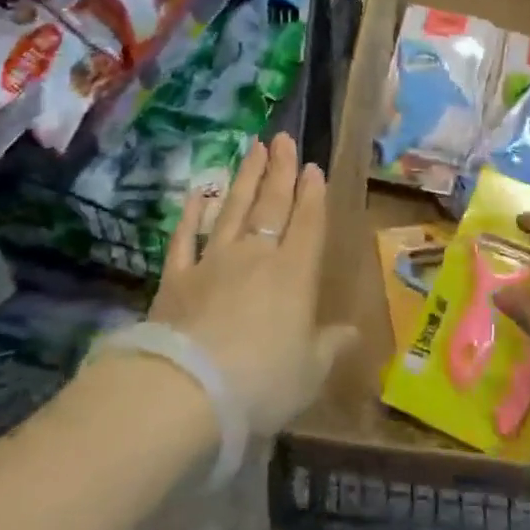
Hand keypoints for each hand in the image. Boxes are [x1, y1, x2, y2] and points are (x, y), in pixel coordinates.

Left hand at [145, 134, 355, 435]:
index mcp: (295, 274)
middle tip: (283, 139)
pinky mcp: (176, 278)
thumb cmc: (262, 382)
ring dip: (244, 178)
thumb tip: (353, 332)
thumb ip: (331, 346)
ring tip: (252, 149)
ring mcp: (213, 263)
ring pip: (232, 210)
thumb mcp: (309, 372)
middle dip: (280, 171)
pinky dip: (191, 214)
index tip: (312, 166)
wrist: (186, 390)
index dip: (312, 194)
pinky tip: (196, 194)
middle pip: (271, 206)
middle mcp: (256, 257)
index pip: (308, 223)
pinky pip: (185, 238)